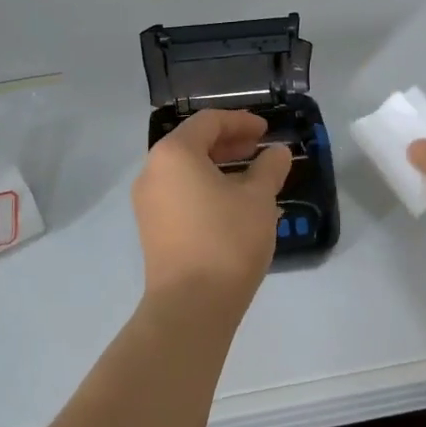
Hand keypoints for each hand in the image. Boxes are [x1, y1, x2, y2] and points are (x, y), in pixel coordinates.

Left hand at [131, 108, 292, 317]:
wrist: (190, 305)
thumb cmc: (226, 240)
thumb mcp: (258, 199)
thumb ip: (269, 168)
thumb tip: (276, 152)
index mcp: (174, 154)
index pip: (208, 122)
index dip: (241, 121)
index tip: (266, 130)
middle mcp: (153, 171)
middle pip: (193, 144)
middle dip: (230, 144)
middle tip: (260, 150)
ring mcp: (148, 202)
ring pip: (187, 172)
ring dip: (221, 169)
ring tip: (255, 181)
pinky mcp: (152, 228)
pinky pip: (181, 195)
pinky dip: (208, 190)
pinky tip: (236, 207)